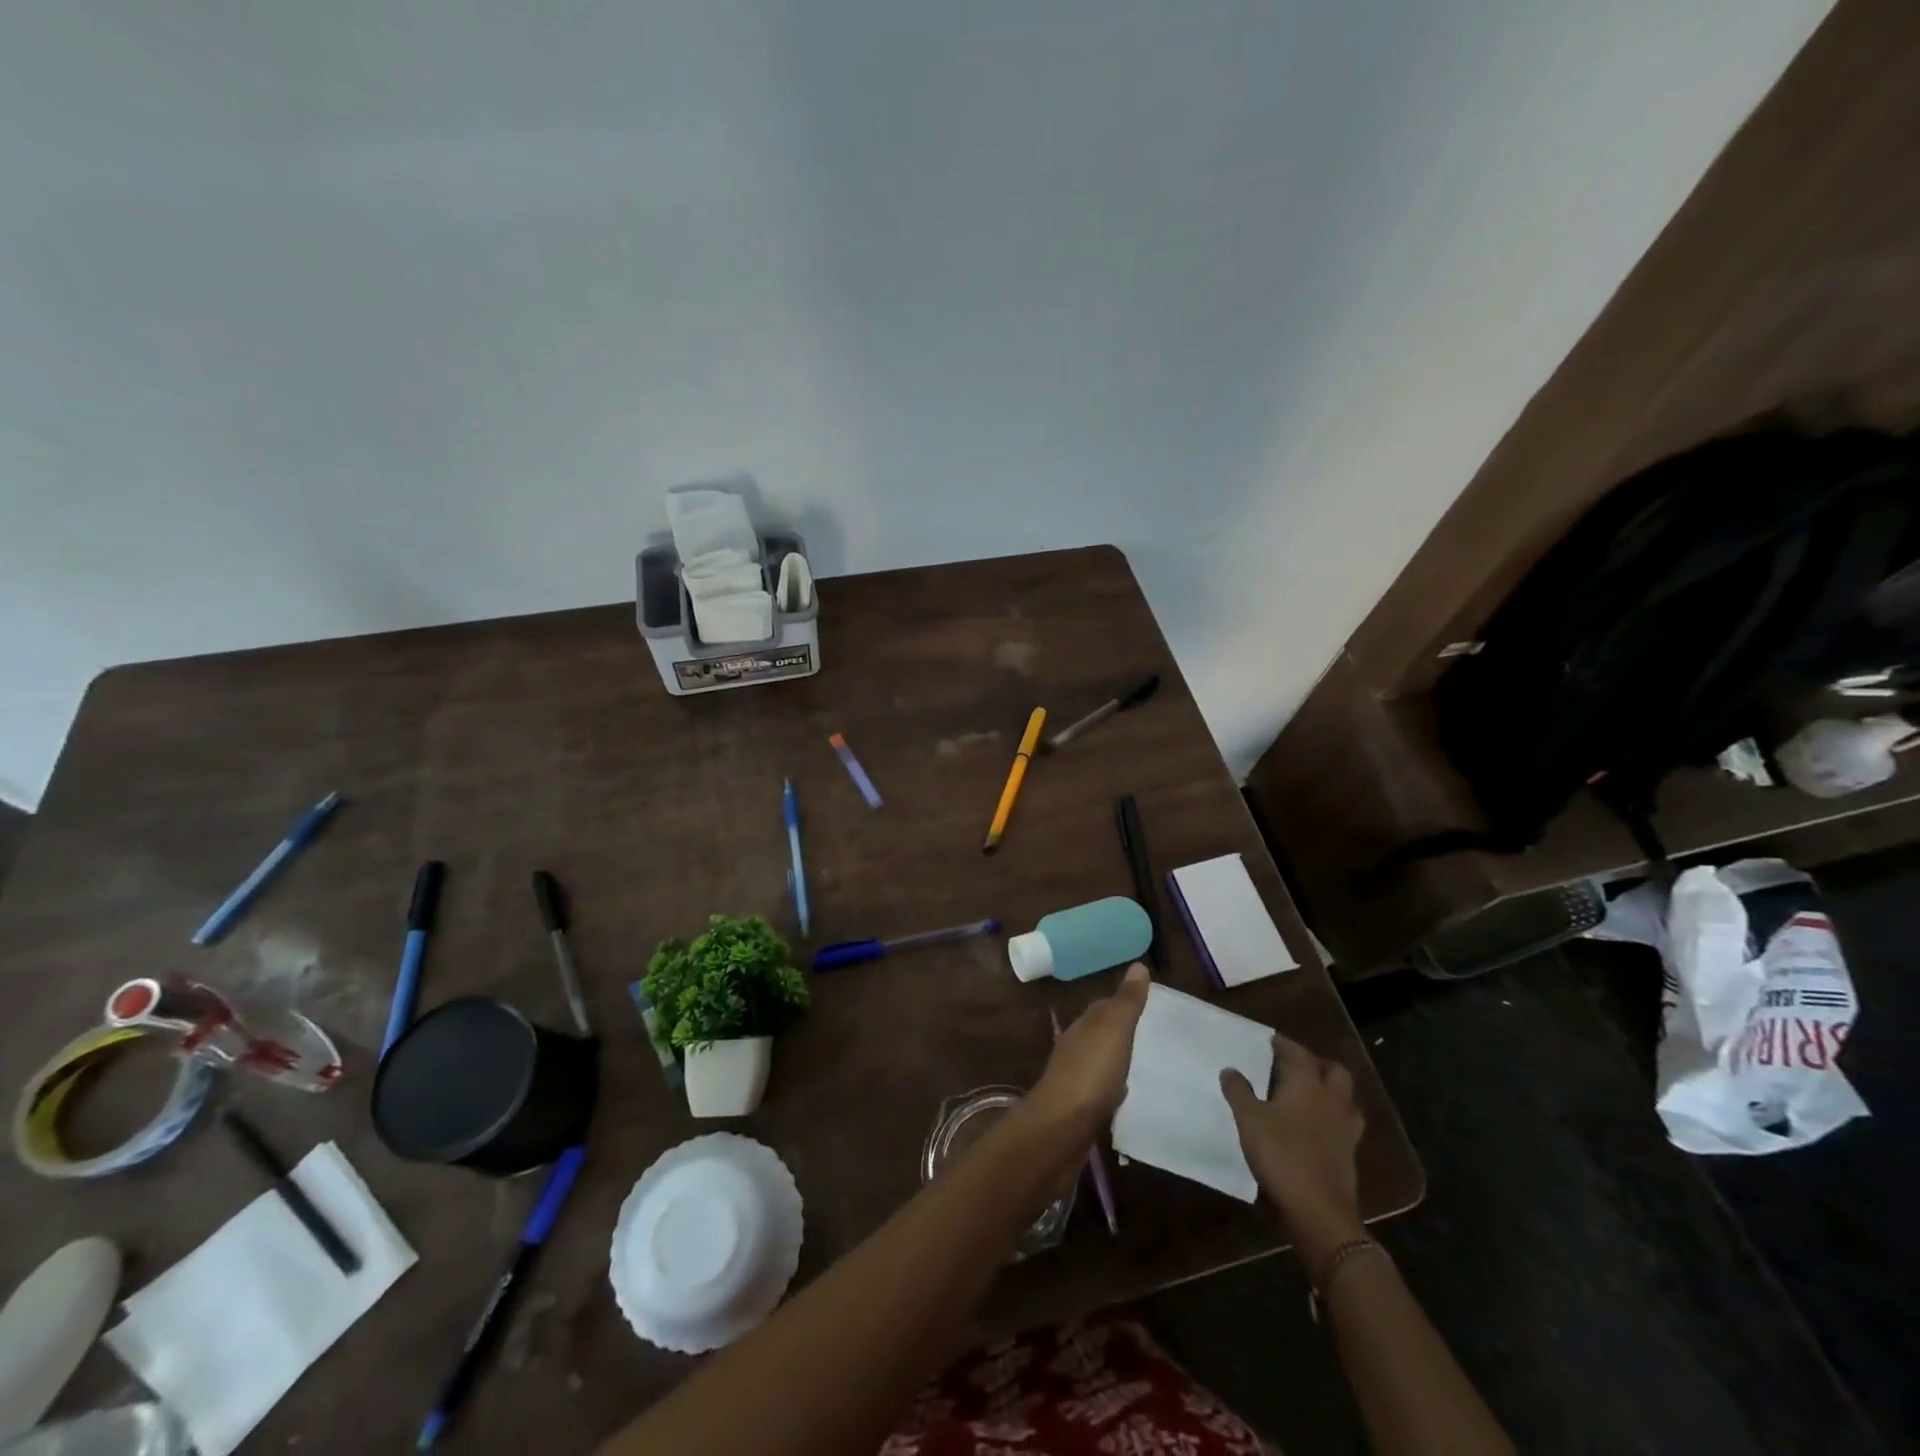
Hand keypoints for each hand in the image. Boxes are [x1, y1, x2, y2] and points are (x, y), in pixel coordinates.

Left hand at [1025, 964, 1150, 1137]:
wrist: (1060, 1129)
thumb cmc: (1090, 1074)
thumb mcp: (1114, 1031)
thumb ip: (1126, 1001)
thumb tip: (1138, 965)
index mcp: (1083, 1027)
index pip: (1103, 1007)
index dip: (1122, 1003)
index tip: (1145, 1003)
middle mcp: (1074, 1048)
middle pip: (1098, 1033)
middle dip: (1118, 1031)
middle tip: (1148, 1033)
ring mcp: (1073, 1079)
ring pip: (1097, 1061)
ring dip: (1114, 1059)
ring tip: (1140, 1063)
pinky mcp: (1077, 1109)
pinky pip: (1099, 1090)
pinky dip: (1111, 1087)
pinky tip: (1122, 1095)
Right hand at [1221, 1034, 1365, 1262]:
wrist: (1319, 1211)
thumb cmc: (1281, 1154)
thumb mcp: (1249, 1119)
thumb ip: (1239, 1091)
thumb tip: (1230, 1070)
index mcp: (1307, 1083)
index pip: (1297, 1052)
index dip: (1283, 1044)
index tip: (1270, 1040)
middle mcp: (1331, 1099)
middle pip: (1333, 1070)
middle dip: (1315, 1064)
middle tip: (1293, 1067)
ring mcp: (1345, 1127)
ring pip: (1344, 1097)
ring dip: (1329, 1090)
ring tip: (1306, 1095)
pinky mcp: (1350, 1153)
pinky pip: (1344, 1123)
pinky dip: (1331, 1118)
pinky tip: (1314, 1127)